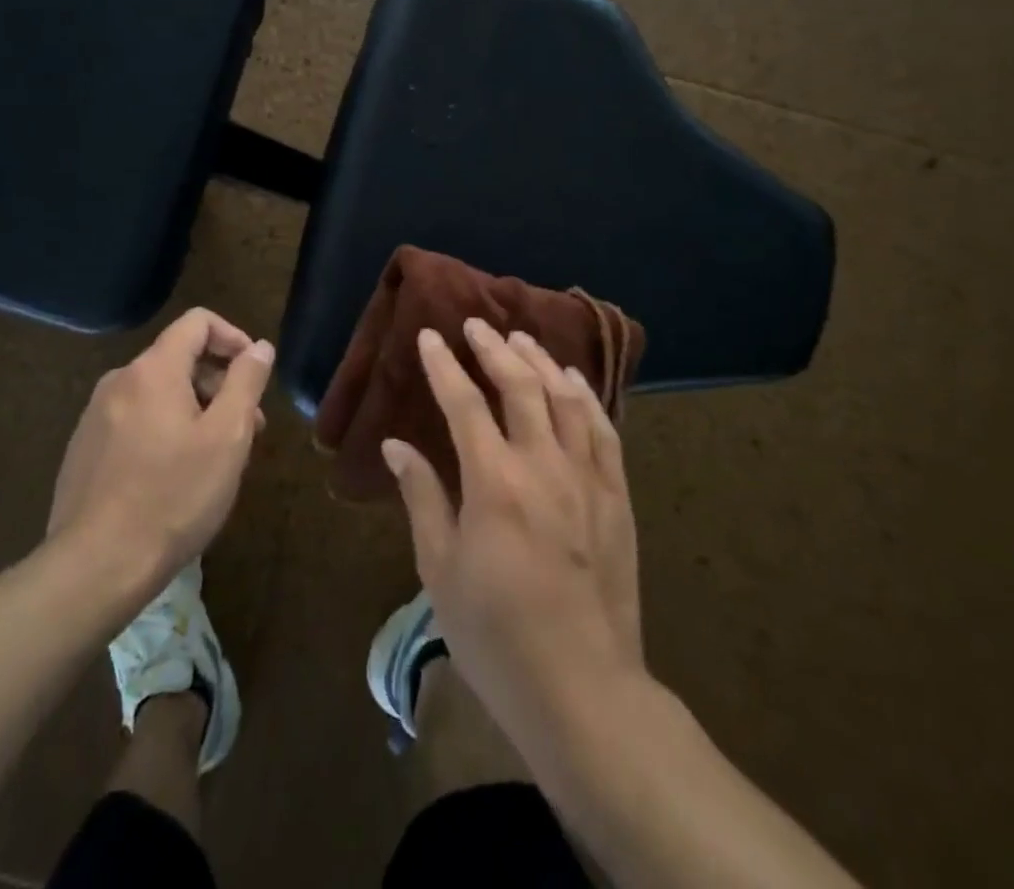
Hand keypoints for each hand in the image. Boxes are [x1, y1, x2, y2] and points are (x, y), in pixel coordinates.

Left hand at [45, 308, 273, 593]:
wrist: (95, 567)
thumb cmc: (173, 496)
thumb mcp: (227, 437)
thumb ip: (246, 382)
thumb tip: (260, 347)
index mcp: (153, 370)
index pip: (198, 322)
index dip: (234, 337)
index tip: (255, 373)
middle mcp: (119, 381)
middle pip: (180, 359)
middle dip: (220, 383)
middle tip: (248, 429)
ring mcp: (95, 416)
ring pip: (159, 393)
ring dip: (196, 410)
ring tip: (217, 458)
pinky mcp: (84, 450)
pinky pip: (136, 420)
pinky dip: (165, 430)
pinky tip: (177, 477)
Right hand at [384, 320, 643, 726]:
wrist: (583, 688)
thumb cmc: (496, 634)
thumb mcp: (440, 569)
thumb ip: (422, 497)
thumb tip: (397, 446)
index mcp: (494, 481)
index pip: (464, 403)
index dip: (444, 365)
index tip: (430, 336)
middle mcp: (543, 465)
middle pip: (520, 386)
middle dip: (494, 349)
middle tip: (475, 324)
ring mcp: (586, 478)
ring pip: (565, 398)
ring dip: (540, 361)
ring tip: (521, 339)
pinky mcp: (616, 497)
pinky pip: (603, 430)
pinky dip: (585, 397)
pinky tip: (572, 381)